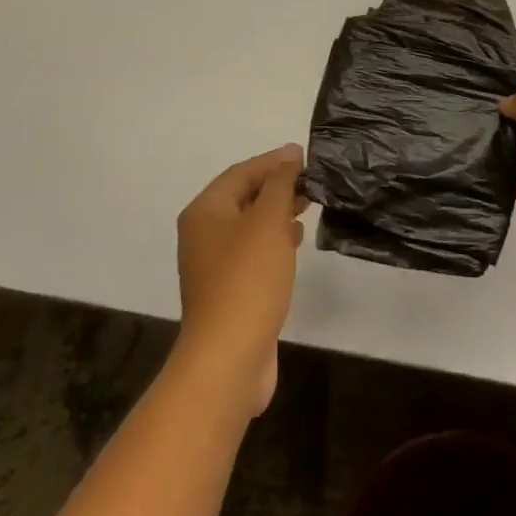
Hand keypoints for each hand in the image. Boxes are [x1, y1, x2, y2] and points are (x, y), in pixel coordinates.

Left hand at [175, 144, 306, 415]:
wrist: (228, 359)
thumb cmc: (247, 280)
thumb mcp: (268, 221)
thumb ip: (280, 184)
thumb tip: (289, 155)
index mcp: (205, 212)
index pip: (241, 172)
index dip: (273, 161)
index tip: (305, 156)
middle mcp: (203, 234)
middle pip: (243, 197)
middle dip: (277, 186)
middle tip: (312, 180)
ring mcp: (214, 265)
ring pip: (250, 225)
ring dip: (278, 212)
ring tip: (308, 204)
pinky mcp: (229, 291)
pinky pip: (253, 252)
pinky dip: (274, 239)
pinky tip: (295, 241)